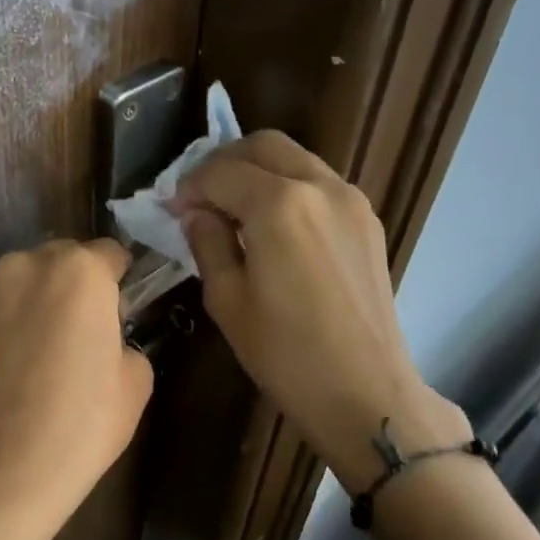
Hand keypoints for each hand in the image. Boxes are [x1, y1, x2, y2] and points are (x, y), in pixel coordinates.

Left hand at [0, 239, 152, 539]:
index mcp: (79, 271)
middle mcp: (26, 264)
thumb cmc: (79, 427)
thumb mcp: (135, 383)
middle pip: (61, 260)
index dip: (119, 281)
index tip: (118, 314)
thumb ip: (124, 339)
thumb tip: (104, 337)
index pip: (110, 254)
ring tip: (37, 354)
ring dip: (35, 302)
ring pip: (23, 282)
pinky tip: (7, 366)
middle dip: (74, 286)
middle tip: (79, 334)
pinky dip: (4, 323)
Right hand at [177, 133, 471, 483]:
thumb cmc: (286, 354)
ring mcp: (350, 200)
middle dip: (224, 162)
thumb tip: (197, 214)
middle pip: (263, 145)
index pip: (220, 172)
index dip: (189, 187)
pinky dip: (289, 186)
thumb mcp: (227, 300)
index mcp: (279, 205)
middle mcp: (319, 186)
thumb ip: (207, 243)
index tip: (173, 211)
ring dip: (258, 170)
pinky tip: (275, 225)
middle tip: (201, 198)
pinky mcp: (367, 220)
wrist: (367, 393)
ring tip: (235, 210)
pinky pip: (319, 182)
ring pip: (295, 158)